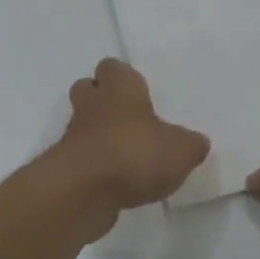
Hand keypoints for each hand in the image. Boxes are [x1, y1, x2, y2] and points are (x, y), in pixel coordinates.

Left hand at [57, 58, 210, 209]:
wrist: (82, 191)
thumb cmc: (135, 153)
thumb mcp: (181, 150)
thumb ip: (190, 144)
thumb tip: (195, 143)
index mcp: (120, 88)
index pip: (113, 67)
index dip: (123, 77)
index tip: (139, 92)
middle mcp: (92, 104)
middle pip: (88, 89)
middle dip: (103, 99)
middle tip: (128, 118)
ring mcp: (73, 135)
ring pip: (83, 124)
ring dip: (99, 135)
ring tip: (127, 155)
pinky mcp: (65, 166)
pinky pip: (81, 158)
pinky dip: (95, 166)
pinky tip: (117, 182)